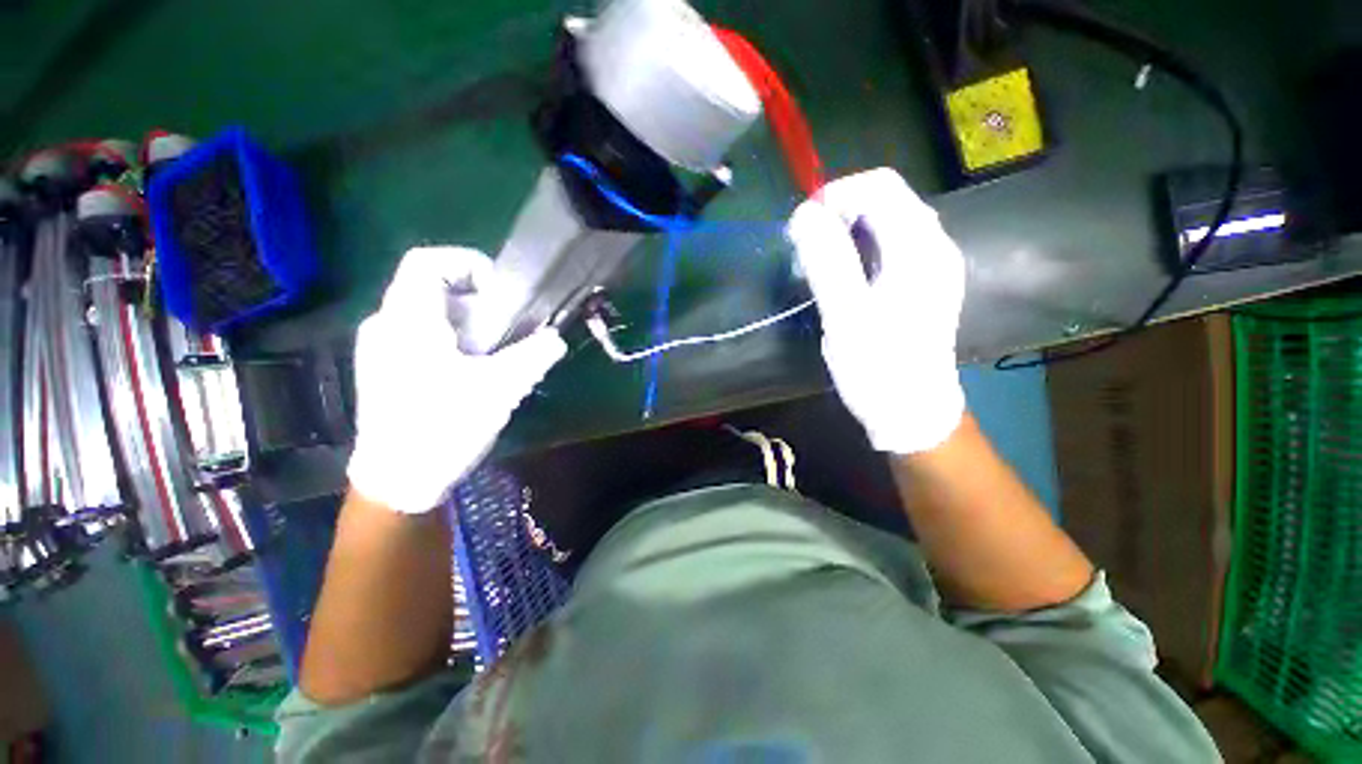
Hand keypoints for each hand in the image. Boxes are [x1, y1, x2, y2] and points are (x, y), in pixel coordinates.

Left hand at [346, 247, 565, 513]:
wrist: (397, 482)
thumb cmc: (443, 428)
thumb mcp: (500, 389)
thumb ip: (534, 357)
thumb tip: (557, 339)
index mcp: (408, 321)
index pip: (426, 261)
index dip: (467, 263)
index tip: (502, 292)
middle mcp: (386, 325)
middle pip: (433, 289)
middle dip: (478, 303)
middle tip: (507, 331)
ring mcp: (381, 349)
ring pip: (429, 315)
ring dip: (469, 326)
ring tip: (495, 356)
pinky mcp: (385, 370)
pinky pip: (422, 338)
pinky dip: (454, 342)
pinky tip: (472, 374)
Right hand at [787, 169, 965, 454]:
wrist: (913, 411)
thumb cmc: (878, 368)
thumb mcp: (846, 316)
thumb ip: (827, 261)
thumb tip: (805, 214)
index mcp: (919, 248)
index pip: (878, 186)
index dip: (834, 196)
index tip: (800, 230)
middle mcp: (934, 245)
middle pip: (884, 200)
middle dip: (838, 214)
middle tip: (805, 253)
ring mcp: (932, 264)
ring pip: (885, 222)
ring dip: (845, 233)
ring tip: (818, 267)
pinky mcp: (923, 282)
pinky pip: (889, 246)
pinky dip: (858, 249)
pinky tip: (843, 278)